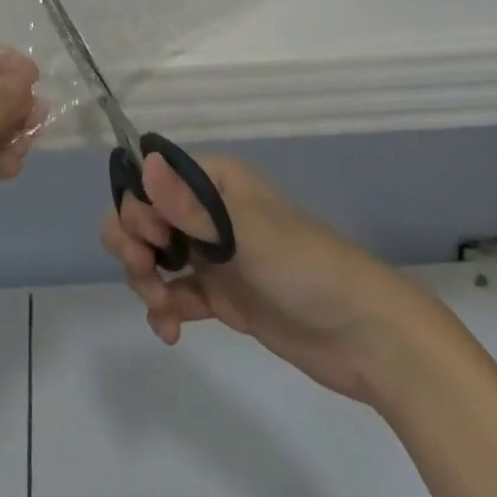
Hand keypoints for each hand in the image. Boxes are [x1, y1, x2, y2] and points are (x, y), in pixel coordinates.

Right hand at [102, 152, 431, 405]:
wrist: (363, 335)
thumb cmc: (303, 265)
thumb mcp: (245, 233)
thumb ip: (190, 206)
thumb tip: (144, 161)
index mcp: (214, 181)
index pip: (154, 178)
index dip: (138, 204)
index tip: (150, 238)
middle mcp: (208, 211)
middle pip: (147, 215)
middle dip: (134, 242)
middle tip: (146, 271)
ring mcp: (214, 254)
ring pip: (155, 255)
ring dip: (145, 278)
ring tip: (161, 308)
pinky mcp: (221, 295)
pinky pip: (175, 293)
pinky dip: (164, 308)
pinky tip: (169, 331)